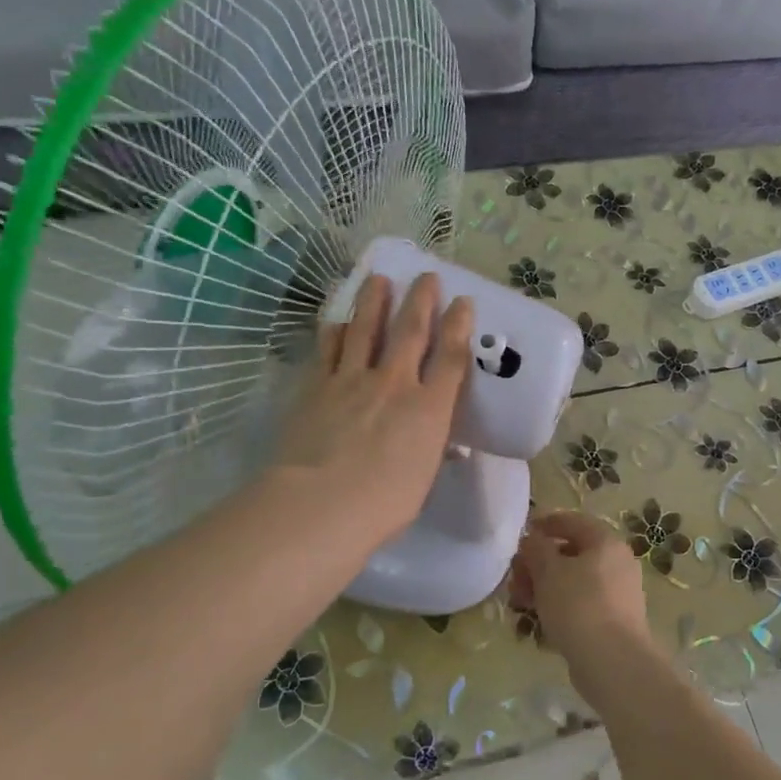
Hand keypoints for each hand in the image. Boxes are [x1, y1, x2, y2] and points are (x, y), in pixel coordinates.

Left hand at [265, 273, 472, 552]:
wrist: (321, 504)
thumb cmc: (383, 504)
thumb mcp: (421, 481)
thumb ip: (431, 454)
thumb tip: (443, 449)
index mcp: (429, 409)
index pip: (451, 357)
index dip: (459, 326)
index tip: (463, 302)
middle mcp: (395, 383)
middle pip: (411, 330)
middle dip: (422, 299)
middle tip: (427, 275)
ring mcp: (352, 380)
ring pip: (365, 329)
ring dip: (374, 301)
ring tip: (379, 279)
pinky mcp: (317, 387)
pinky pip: (327, 351)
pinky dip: (333, 333)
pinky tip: (335, 322)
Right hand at [510, 511, 659, 694]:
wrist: (613, 661)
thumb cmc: (578, 605)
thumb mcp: (548, 571)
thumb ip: (536, 549)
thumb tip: (531, 540)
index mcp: (606, 542)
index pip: (574, 521)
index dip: (546, 523)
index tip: (523, 532)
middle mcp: (618, 563)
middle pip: (572, 553)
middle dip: (539, 563)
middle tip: (515, 577)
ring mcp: (618, 593)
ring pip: (574, 580)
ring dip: (544, 586)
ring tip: (520, 602)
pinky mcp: (614, 620)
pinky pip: (581, 603)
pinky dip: (559, 605)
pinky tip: (538, 620)